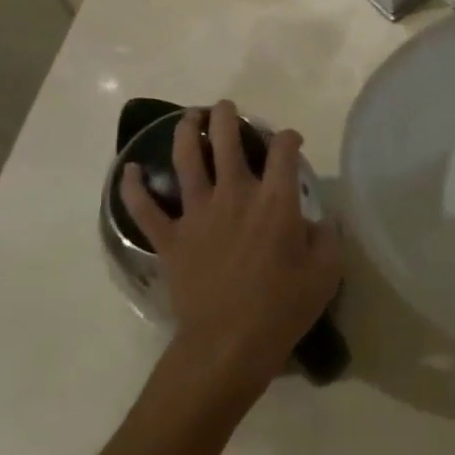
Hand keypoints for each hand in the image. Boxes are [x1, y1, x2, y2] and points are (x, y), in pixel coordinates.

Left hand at [120, 102, 342, 397]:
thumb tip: (314, 220)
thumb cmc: (282, 307)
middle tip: (227, 108)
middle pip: (226, 141)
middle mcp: (235, 195)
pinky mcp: (170, 240)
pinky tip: (128, 170)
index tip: (291, 141)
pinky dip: (133, 188)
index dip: (288, 137)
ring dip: (186, 133)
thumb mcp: (326, 270)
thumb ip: (325, 235)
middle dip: (228, 117)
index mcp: (275, 200)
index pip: (283, 149)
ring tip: (190, 118)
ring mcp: (197, 215)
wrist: (228, 347)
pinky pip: (144, 209)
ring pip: (186, 161)